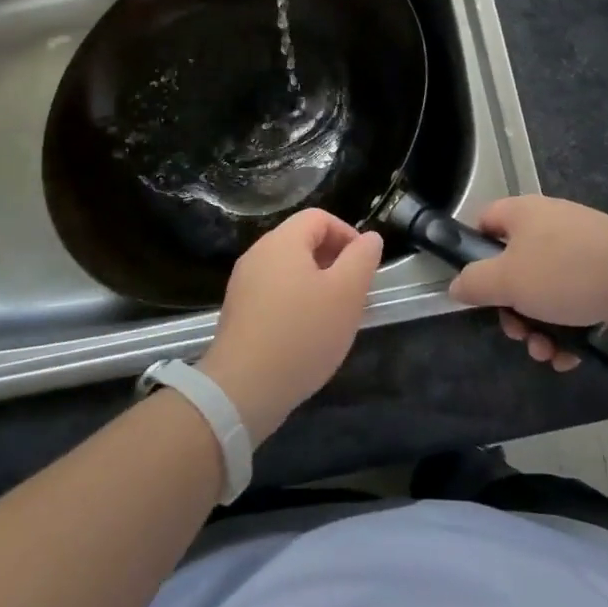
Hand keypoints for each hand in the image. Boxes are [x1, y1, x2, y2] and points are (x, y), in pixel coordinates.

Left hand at [199, 210, 381, 442]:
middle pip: (302, 241)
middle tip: (353, 293)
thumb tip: (369, 238)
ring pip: (289, 270)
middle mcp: (258, 254)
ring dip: (316, 284)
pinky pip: (273, 293)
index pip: (319, 218)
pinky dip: (295, 302)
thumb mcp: (346, 293)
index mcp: (282, 241)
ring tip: (333, 316)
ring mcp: (243, 284)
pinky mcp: (237, 312)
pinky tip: (306, 334)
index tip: (364, 266)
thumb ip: (362, 259)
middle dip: (333, 260)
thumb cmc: (302, 334)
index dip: (347, 234)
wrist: (243, 389)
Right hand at [447, 196, 607, 366]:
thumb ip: (475, 283)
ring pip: (545, 291)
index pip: (485, 221)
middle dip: (511, 308)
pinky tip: (569, 357)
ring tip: (546, 353)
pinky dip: (567, 330)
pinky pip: (574, 303)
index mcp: (523, 214)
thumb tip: (457, 285)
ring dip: (538, 327)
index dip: (474, 250)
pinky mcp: (606, 276)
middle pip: (514, 267)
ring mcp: (581, 251)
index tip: (474, 285)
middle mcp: (550, 226)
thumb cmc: (566, 272)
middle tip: (516, 331)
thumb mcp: (507, 280)